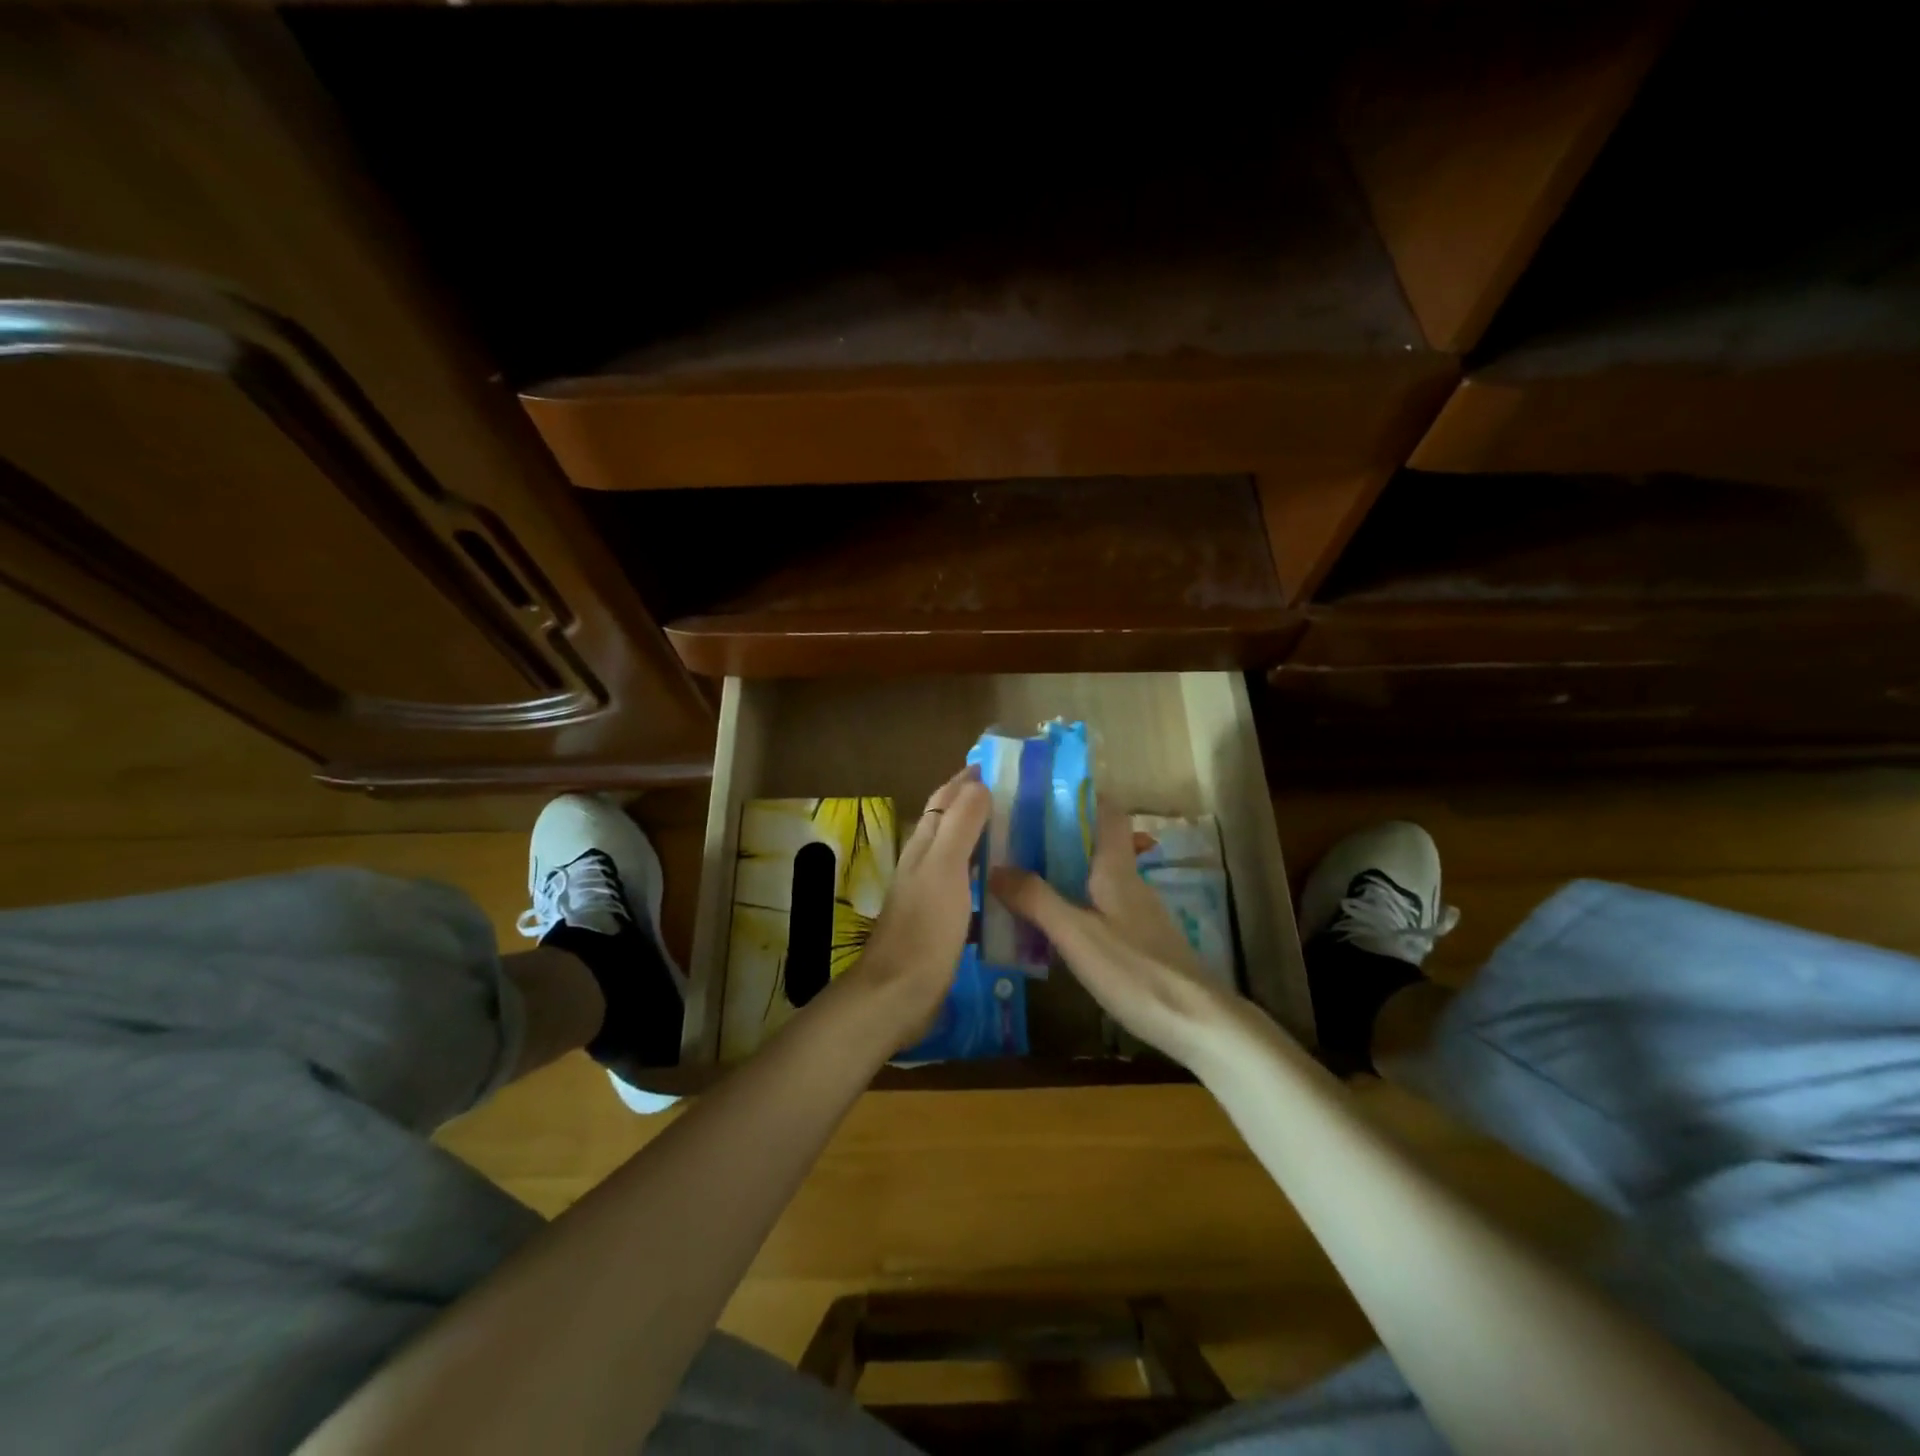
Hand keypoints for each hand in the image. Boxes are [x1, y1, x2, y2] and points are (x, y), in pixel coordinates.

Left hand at [847, 768, 991, 1045]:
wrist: (900, 991)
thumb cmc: (925, 926)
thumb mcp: (945, 868)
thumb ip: (960, 825)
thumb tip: (978, 784)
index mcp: (923, 845)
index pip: (943, 800)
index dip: (965, 781)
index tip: (995, 765)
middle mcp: (924, 864)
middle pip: (949, 824)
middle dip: (976, 805)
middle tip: (1017, 797)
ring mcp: (931, 894)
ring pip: (958, 854)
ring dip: (982, 840)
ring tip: (1019, 834)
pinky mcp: (941, 922)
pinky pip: (967, 886)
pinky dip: (985, 876)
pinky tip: (1006, 885)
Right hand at [989, 800, 1235, 1066]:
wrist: (1198, 1023)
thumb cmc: (1135, 970)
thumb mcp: (1076, 934)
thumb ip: (1036, 900)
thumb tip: (996, 867)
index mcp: (1117, 869)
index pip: (1108, 813)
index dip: (1080, 796)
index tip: (1040, 791)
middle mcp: (1129, 882)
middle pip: (1096, 844)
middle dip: (1057, 836)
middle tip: (1013, 837)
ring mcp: (1138, 913)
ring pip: (1095, 877)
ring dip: (1062, 871)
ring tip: (1021, 876)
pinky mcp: (1140, 941)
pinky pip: (1099, 906)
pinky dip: (1073, 902)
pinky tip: (1051, 923)